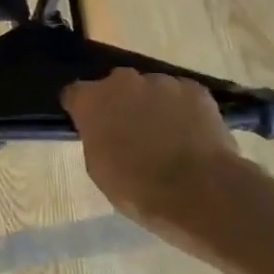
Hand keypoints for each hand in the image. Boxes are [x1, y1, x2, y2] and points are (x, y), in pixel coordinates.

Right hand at [62, 71, 239, 228]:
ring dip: (152, 104)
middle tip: (129, 130)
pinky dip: (183, 108)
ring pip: (151, 89)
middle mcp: (122, 82)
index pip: (75, 93)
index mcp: (91, 101)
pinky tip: (191, 133)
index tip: (89, 125)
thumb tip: (105, 133)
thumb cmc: (137, 187)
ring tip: (166, 134)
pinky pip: (183, 94)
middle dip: (119, 102)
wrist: (199, 191)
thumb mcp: (98, 168)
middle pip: (115, 85)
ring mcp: (162, 83)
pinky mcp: (196, 90)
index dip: (82, 109)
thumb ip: (96, 138)